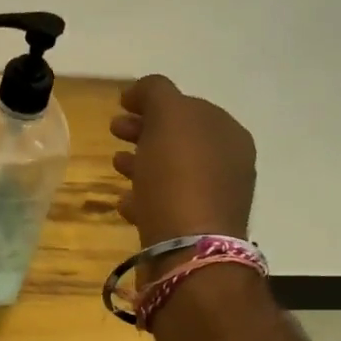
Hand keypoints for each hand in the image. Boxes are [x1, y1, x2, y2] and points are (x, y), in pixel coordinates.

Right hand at [110, 75, 255, 251]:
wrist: (188, 249)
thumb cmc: (179, 174)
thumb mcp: (168, 115)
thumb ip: (156, 91)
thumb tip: (142, 91)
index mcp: (226, 132)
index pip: (187, 105)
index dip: (153, 102)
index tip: (121, 105)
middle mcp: (227, 163)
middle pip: (178, 138)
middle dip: (145, 131)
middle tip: (114, 130)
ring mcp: (213, 198)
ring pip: (171, 171)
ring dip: (142, 162)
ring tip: (115, 164)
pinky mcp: (195, 229)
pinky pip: (165, 203)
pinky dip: (144, 196)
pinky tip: (125, 201)